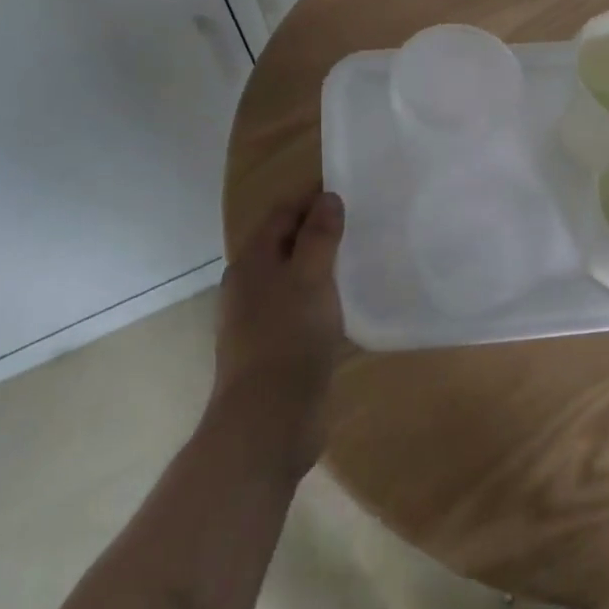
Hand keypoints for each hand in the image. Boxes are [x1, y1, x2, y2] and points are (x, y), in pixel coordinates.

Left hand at [212, 188, 347, 459]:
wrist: (267, 421)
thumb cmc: (288, 339)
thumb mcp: (309, 278)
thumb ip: (319, 236)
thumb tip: (327, 198)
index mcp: (252, 262)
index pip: (281, 214)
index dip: (310, 197)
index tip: (345, 187)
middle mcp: (250, 286)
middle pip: (284, 243)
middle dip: (316, 228)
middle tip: (358, 219)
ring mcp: (260, 319)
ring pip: (292, 276)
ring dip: (319, 263)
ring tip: (357, 255)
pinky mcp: (276, 347)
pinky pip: (299, 306)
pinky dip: (320, 294)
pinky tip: (345, 301)